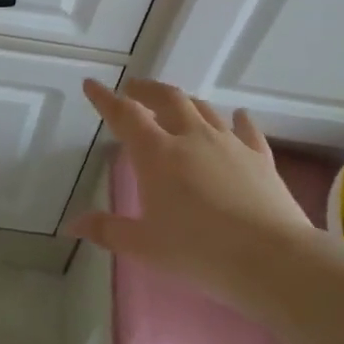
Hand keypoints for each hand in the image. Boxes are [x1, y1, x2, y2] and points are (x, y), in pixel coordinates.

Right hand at [69, 78, 314, 302]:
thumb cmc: (199, 252)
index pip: (125, 115)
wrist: (270, 258)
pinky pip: (246, 129)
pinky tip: (238, 116)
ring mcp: (229, 143)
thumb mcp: (145, 246)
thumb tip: (73, 224)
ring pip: (203, 108)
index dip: (105, 99)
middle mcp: (191, 136)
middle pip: (167, 99)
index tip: (92, 85)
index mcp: (157, 154)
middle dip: (147, 90)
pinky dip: (237, 119)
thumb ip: (108, 231)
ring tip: (175, 103)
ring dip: (185, 101)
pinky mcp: (259, 156)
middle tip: (134, 89)